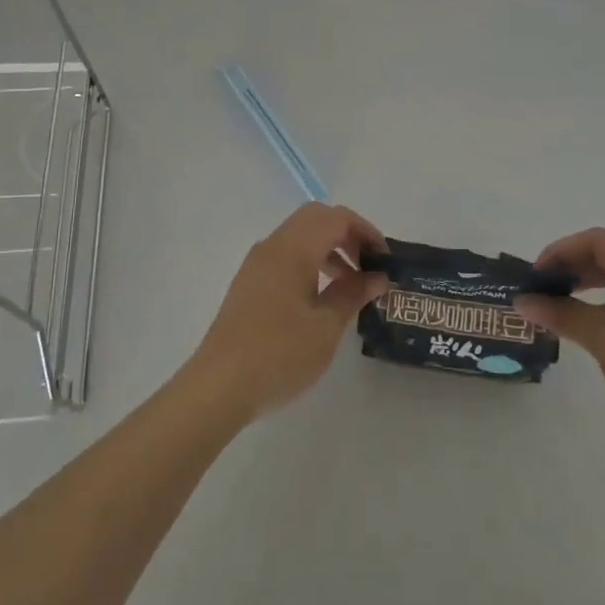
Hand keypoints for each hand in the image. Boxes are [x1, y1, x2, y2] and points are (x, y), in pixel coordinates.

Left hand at [184, 203, 389, 422]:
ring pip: (299, 236)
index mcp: (293, 249)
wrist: (219, 386)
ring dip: (328, 248)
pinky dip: (310, 262)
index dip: (366, 231)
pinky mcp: (249, 282)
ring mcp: (257, 263)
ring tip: (350, 284)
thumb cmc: (279, 354)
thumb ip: (353, 294)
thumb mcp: (326, 327)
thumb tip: (377, 276)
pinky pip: (285, 255)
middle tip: (368, 264)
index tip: (385, 259)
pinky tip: (320, 297)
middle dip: (347, 234)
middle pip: (316, 218)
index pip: (336, 218)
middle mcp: (273, 246)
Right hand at [514, 229, 604, 491]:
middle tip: (540, 288)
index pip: (601, 243)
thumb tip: (522, 300)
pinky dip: (604, 306)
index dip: (562, 251)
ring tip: (555, 302)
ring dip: (586, 286)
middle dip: (572, 267)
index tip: (535, 274)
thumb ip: (563, 314)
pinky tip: (585, 324)